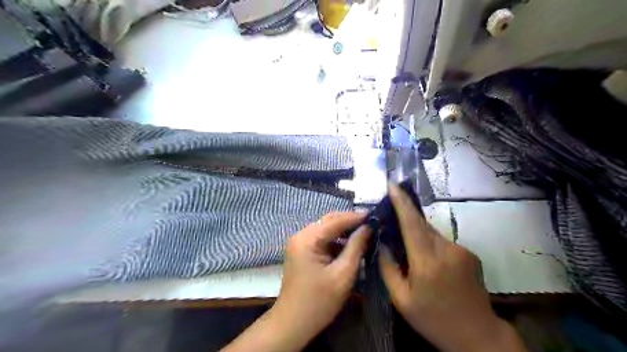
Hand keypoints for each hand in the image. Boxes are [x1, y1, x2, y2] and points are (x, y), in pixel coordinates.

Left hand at [272, 212, 367, 345]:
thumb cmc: (319, 302)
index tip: (375, 215)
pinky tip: (350, 246)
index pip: (336, 220)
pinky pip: (322, 239)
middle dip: (350, 222)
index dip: (356, 217)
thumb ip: (356, 247)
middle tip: (372, 223)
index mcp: (308, 239)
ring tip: (365, 233)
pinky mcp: (301, 251)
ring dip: (344, 231)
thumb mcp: (343, 274)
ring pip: (326, 230)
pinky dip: (336, 241)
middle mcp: (301, 235)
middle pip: (329, 221)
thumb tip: (368, 227)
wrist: (292, 324)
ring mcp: (299, 243)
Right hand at [379, 186, 525, 350]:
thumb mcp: (401, 299)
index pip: (411, 223)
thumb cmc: (433, 319)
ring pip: (432, 233)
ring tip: (410, 251)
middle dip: (405, 216)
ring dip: (418, 234)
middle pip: (421, 224)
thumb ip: (388, 268)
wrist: (477, 336)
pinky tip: (429, 262)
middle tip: (391, 216)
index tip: (393, 184)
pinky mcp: (469, 254)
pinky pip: (442, 242)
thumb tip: (382, 243)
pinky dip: (431, 244)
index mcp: (427, 262)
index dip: (401, 202)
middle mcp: (446, 250)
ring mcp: (461, 250)